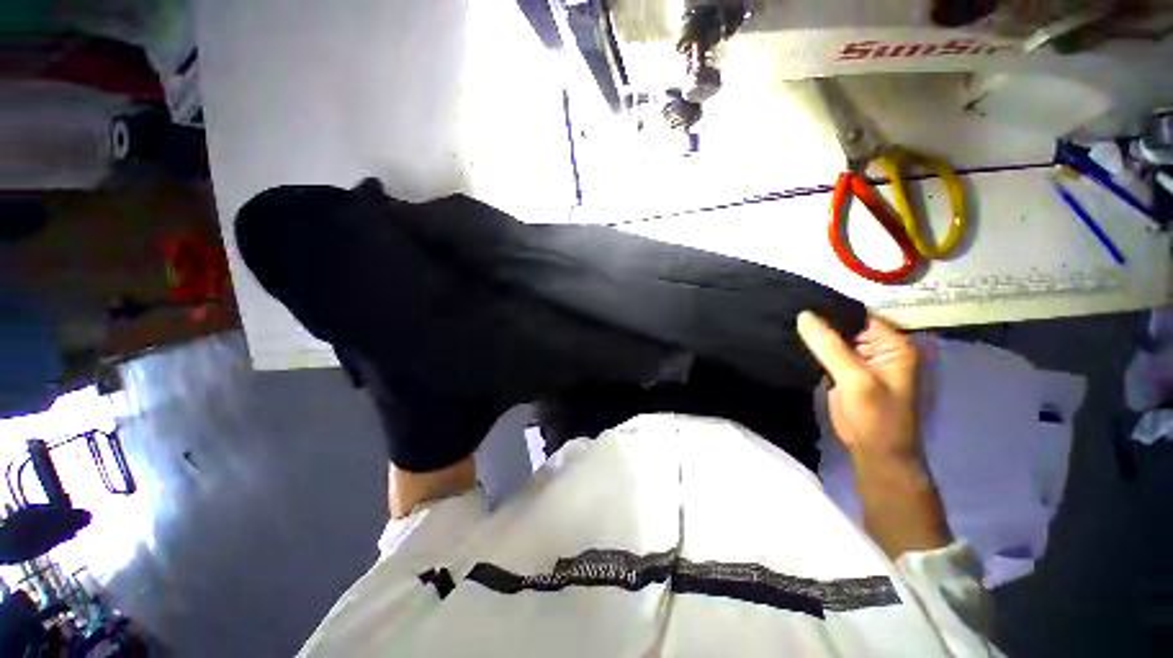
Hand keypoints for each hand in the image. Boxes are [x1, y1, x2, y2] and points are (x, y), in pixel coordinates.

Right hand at [798, 311, 947, 557]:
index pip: (857, 315)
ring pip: (831, 338)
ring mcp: (859, 359)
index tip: (798, 300)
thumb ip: (830, 346)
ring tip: (783, 321)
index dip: (829, 308)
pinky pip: (825, 352)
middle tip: (785, 310)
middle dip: (817, 321)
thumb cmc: (875, 416)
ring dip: (812, 334)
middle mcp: (877, 347)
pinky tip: (790, 340)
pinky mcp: (843, 370)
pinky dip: (810, 348)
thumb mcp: (855, 379)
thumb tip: (803, 315)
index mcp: (892, 343)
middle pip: (842, 325)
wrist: (874, 451)